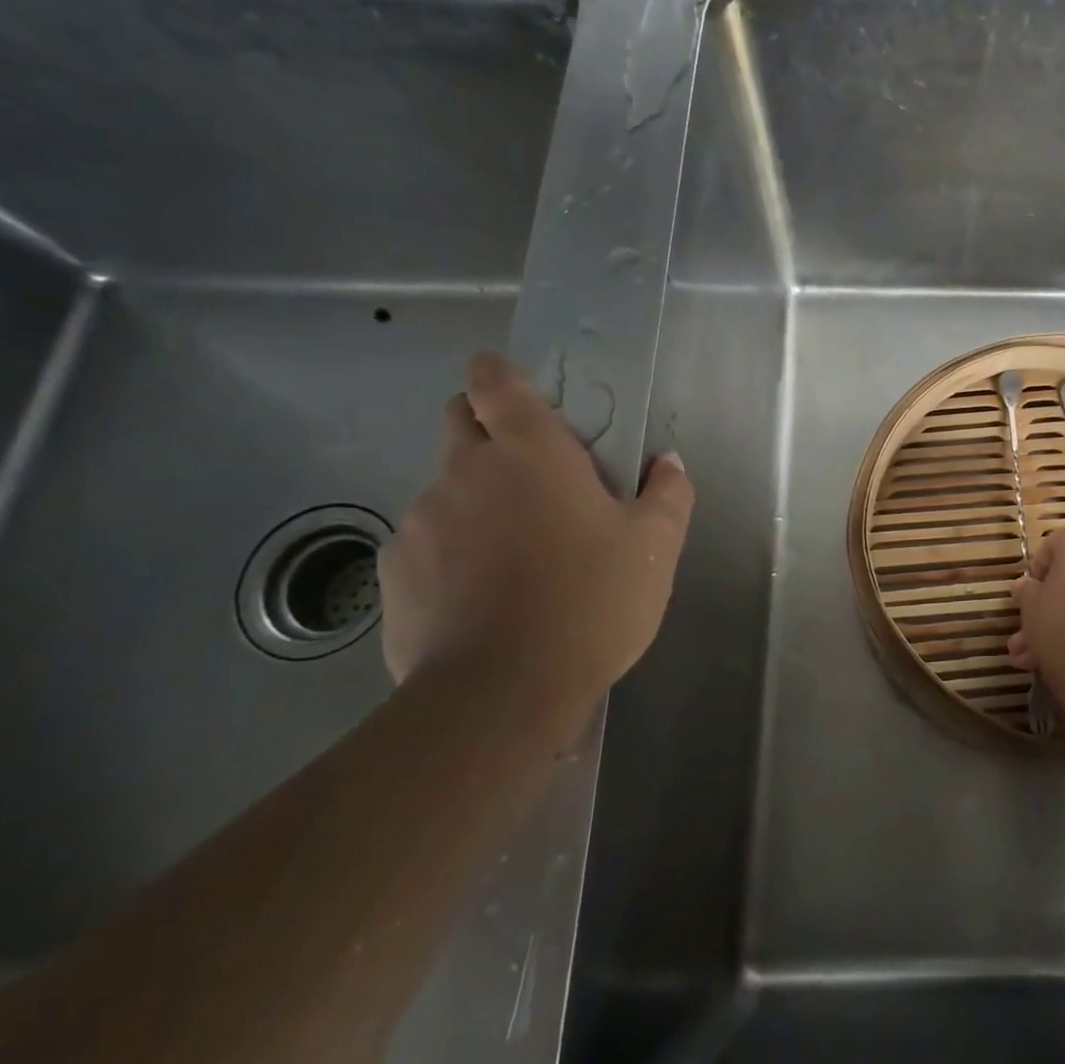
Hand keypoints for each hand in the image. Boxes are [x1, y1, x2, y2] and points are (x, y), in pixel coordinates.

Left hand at [380, 351, 693, 698]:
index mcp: (531, 453)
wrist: (501, 691)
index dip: (496, 372)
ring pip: (446, 489)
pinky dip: (451, 554)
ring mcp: (422, 521)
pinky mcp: (395, 573)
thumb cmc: (591, 601)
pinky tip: (482, 597)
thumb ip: (668, 494)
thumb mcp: (656, 547)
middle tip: (529, 470)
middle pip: (459, 422)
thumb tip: (668, 462)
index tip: (504, 376)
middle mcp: (466, 473)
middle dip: (484, 427)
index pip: (496, 384)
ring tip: (515, 554)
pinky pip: (427, 544)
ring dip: (475, 501)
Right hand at [1008, 527, 1064, 709]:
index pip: (1055, 543)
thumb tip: (1025, 586)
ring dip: (1055, 627)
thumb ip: (1026, 591)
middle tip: (1022, 631)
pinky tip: (1051, 663)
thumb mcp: (1030, 605)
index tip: (1025, 592)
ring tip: (1027, 658)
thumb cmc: (1061, 622)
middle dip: (1043, 607)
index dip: (1036, 568)